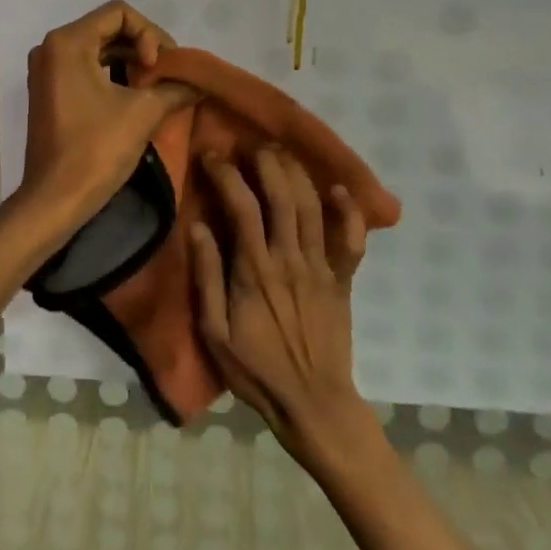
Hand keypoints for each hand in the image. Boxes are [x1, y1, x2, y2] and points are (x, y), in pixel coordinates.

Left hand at [17, 1, 195, 239]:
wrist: (55, 198)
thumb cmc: (96, 149)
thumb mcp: (143, 113)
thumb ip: (173, 88)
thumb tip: (197, 83)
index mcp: (68, 42)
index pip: (119, 13)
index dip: (149, 33)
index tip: (158, 68)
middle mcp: (51, 47)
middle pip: (108, 28)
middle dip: (142, 47)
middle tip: (168, 75)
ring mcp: (47, 70)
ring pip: (98, 49)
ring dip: (130, 61)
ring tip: (156, 86)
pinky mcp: (49, 91)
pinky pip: (86, 68)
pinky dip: (113, 75)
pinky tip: (136, 95)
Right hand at [190, 149, 375, 470]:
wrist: (314, 405)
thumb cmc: (256, 371)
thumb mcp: (214, 332)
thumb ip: (207, 277)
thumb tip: (198, 226)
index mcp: (254, 270)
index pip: (241, 206)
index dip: (226, 174)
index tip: (212, 156)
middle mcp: (290, 259)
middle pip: (282, 196)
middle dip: (266, 162)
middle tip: (251, 144)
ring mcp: (322, 268)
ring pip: (313, 207)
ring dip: (298, 174)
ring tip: (282, 152)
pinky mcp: (344, 280)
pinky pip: (352, 240)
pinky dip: (350, 212)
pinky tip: (340, 189)